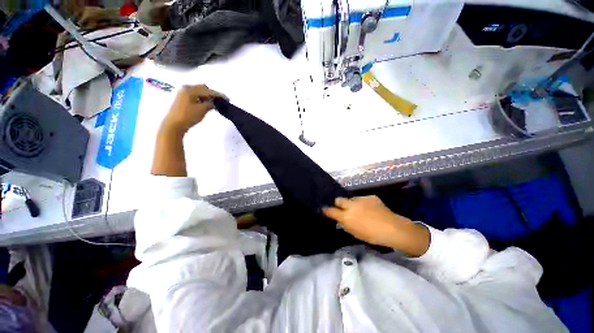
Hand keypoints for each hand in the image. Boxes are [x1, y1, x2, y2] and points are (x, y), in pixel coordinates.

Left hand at [161, 85, 224, 134]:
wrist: (174, 125)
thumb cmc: (188, 116)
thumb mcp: (202, 110)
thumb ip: (210, 104)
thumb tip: (215, 103)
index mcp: (190, 89)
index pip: (208, 91)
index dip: (218, 95)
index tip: (227, 99)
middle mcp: (186, 88)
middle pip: (203, 89)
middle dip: (212, 94)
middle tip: (221, 101)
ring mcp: (183, 93)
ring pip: (199, 92)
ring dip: (207, 96)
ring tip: (214, 103)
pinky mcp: (183, 99)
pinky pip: (195, 96)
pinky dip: (202, 98)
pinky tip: (206, 104)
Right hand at [323, 196, 429, 256]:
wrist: (393, 228)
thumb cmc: (372, 235)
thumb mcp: (355, 233)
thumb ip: (345, 225)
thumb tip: (340, 220)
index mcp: (346, 217)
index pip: (330, 211)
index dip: (326, 210)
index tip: (324, 210)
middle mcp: (351, 206)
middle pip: (338, 200)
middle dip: (338, 204)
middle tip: (343, 209)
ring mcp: (360, 199)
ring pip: (351, 199)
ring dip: (352, 204)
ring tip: (361, 210)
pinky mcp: (370, 197)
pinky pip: (362, 199)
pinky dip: (363, 203)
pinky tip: (371, 209)